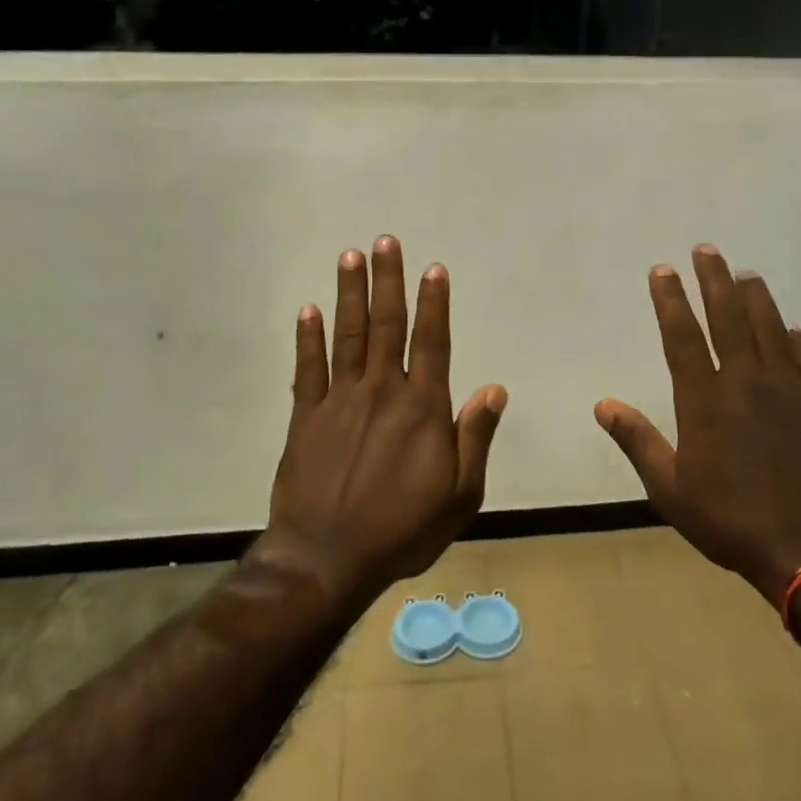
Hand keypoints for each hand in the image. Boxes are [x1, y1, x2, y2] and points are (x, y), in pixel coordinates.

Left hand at [251, 235, 507, 607]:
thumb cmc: (402, 530)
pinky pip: (308, 368)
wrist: (327, 559)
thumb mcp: (460, 495)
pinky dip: (308, 338)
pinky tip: (309, 310)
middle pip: (387, 326)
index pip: (432, 343)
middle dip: (388, 280)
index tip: (433, 269)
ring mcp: (339, 401)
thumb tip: (494, 389)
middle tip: (385, 241)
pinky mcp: (306, 418)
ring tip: (350, 257)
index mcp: (423, 409)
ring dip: (349, 294)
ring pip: (347, 336)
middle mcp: (381, 392)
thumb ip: (475, 438)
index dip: (434, 303)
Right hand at [593, 244, 800, 605]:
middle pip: (728, 317)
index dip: (670, 300)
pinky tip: (792, 330)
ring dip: (756, 298)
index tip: (662, 270)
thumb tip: (603, 404)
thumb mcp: (671, 489)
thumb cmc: (732, 520)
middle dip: (713, 279)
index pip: (682, 335)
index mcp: (705, 400)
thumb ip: (638, 441)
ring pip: (771, 328)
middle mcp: (748, 381)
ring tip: (745, 274)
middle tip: (706, 250)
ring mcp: (792, 389)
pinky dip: (797, 340)